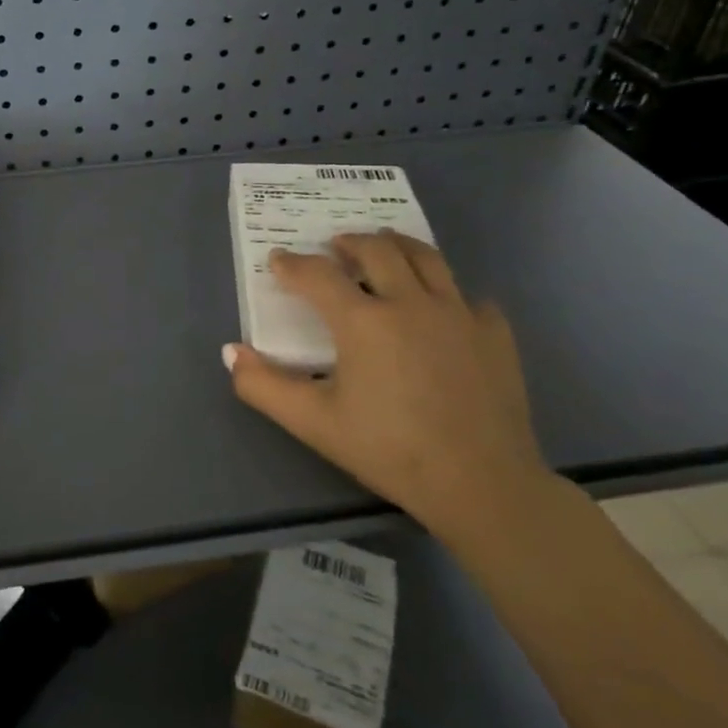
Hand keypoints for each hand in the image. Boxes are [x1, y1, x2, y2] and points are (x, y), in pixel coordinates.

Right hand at [223, 231, 547, 532]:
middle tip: (336, 246)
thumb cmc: (389, 450)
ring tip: (385, 247)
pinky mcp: (496, 333)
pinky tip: (442, 309)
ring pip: (427, 258)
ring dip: (398, 246)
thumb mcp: (313, 423)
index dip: (292, 264)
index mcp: (364, 321)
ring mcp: (459, 314)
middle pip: (377, 249)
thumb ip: (263, 386)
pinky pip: (468, 297)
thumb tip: (231, 351)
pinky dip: (448, 293)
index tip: (279, 260)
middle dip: (350, 242)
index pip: (318, 275)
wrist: (482, 485)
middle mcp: (411, 302)